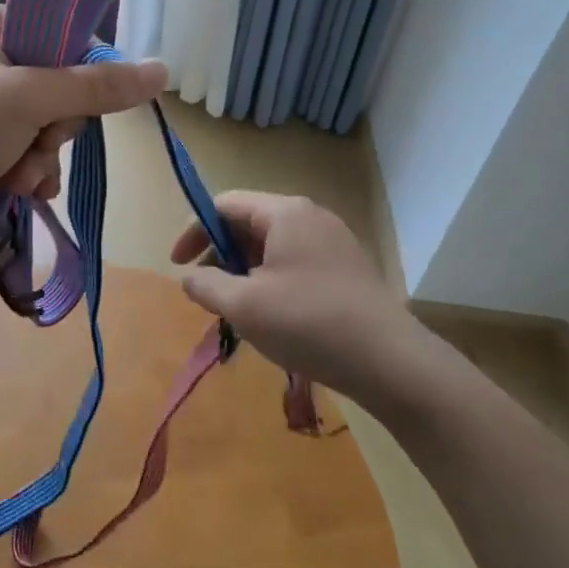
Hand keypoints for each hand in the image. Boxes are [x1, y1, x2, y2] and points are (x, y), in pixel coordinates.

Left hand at [0, 2, 166, 261]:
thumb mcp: (30, 99)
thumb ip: (97, 85)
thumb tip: (162, 70)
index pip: (57, 31)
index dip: (78, 69)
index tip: (78, 101)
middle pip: (53, 83)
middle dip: (53, 126)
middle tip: (38, 142)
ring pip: (40, 123)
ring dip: (41, 155)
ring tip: (21, 176)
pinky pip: (19, 148)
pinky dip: (25, 170)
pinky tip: (20, 189)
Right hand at [171, 192, 411, 398]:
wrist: (390, 362)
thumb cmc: (309, 323)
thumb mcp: (243, 305)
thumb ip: (206, 284)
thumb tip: (191, 278)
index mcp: (285, 213)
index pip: (224, 206)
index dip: (194, 232)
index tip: (178, 266)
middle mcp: (310, 217)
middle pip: (249, 224)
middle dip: (221, 255)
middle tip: (209, 292)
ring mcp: (333, 242)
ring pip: (272, 247)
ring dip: (245, 272)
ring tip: (238, 309)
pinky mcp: (347, 269)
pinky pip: (295, 263)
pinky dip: (271, 281)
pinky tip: (273, 317)